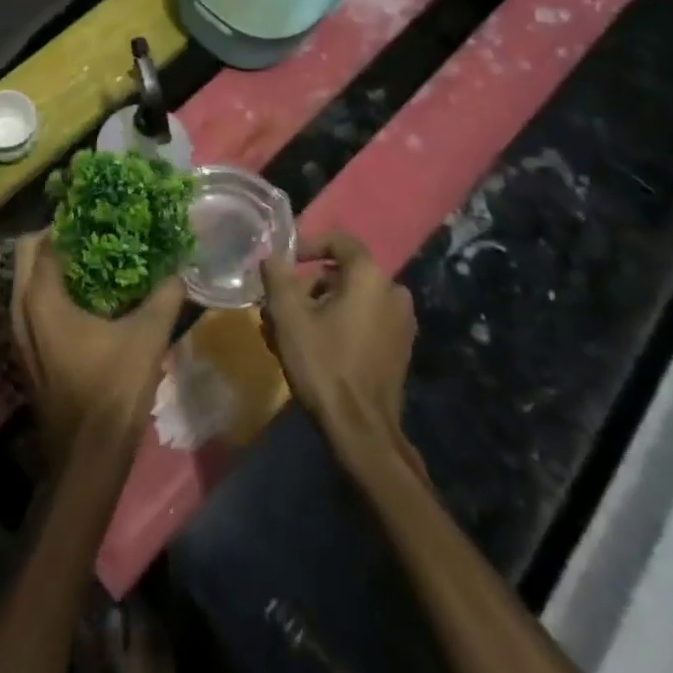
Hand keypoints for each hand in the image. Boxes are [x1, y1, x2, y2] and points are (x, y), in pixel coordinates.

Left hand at [12, 234, 183, 465]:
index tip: (98, 213)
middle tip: (93, 233)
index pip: (45, 241)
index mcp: (41, 298)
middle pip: (28, 255)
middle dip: (56, 238)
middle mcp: (21, 309)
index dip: (69, 222)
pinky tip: (87, 299)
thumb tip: (179, 268)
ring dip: (52, 265)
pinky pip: (31, 305)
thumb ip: (165, 296)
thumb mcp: (147, 337)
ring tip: (93, 261)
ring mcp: (19, 334)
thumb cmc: (112, 390)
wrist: (87, 459)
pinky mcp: (26, 353)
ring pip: (26, 281)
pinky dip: (50, 291)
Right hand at [259, 232, 415, 451]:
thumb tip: (270, 254)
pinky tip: (313, 348)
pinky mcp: (400, 348)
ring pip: (351, 299)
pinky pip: (364, 321)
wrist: (362, 431)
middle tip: (278, 307)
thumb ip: (276, 276)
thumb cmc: (323, 364)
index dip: (308, 245)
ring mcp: (401, 322)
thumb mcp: (288, 316)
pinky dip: (339, 324)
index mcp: (369, 276)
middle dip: (306, 287)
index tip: (285, 264)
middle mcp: (392, 291)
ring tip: (288, 333)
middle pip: (341, 274)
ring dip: (319, 308)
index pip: (339, 241)